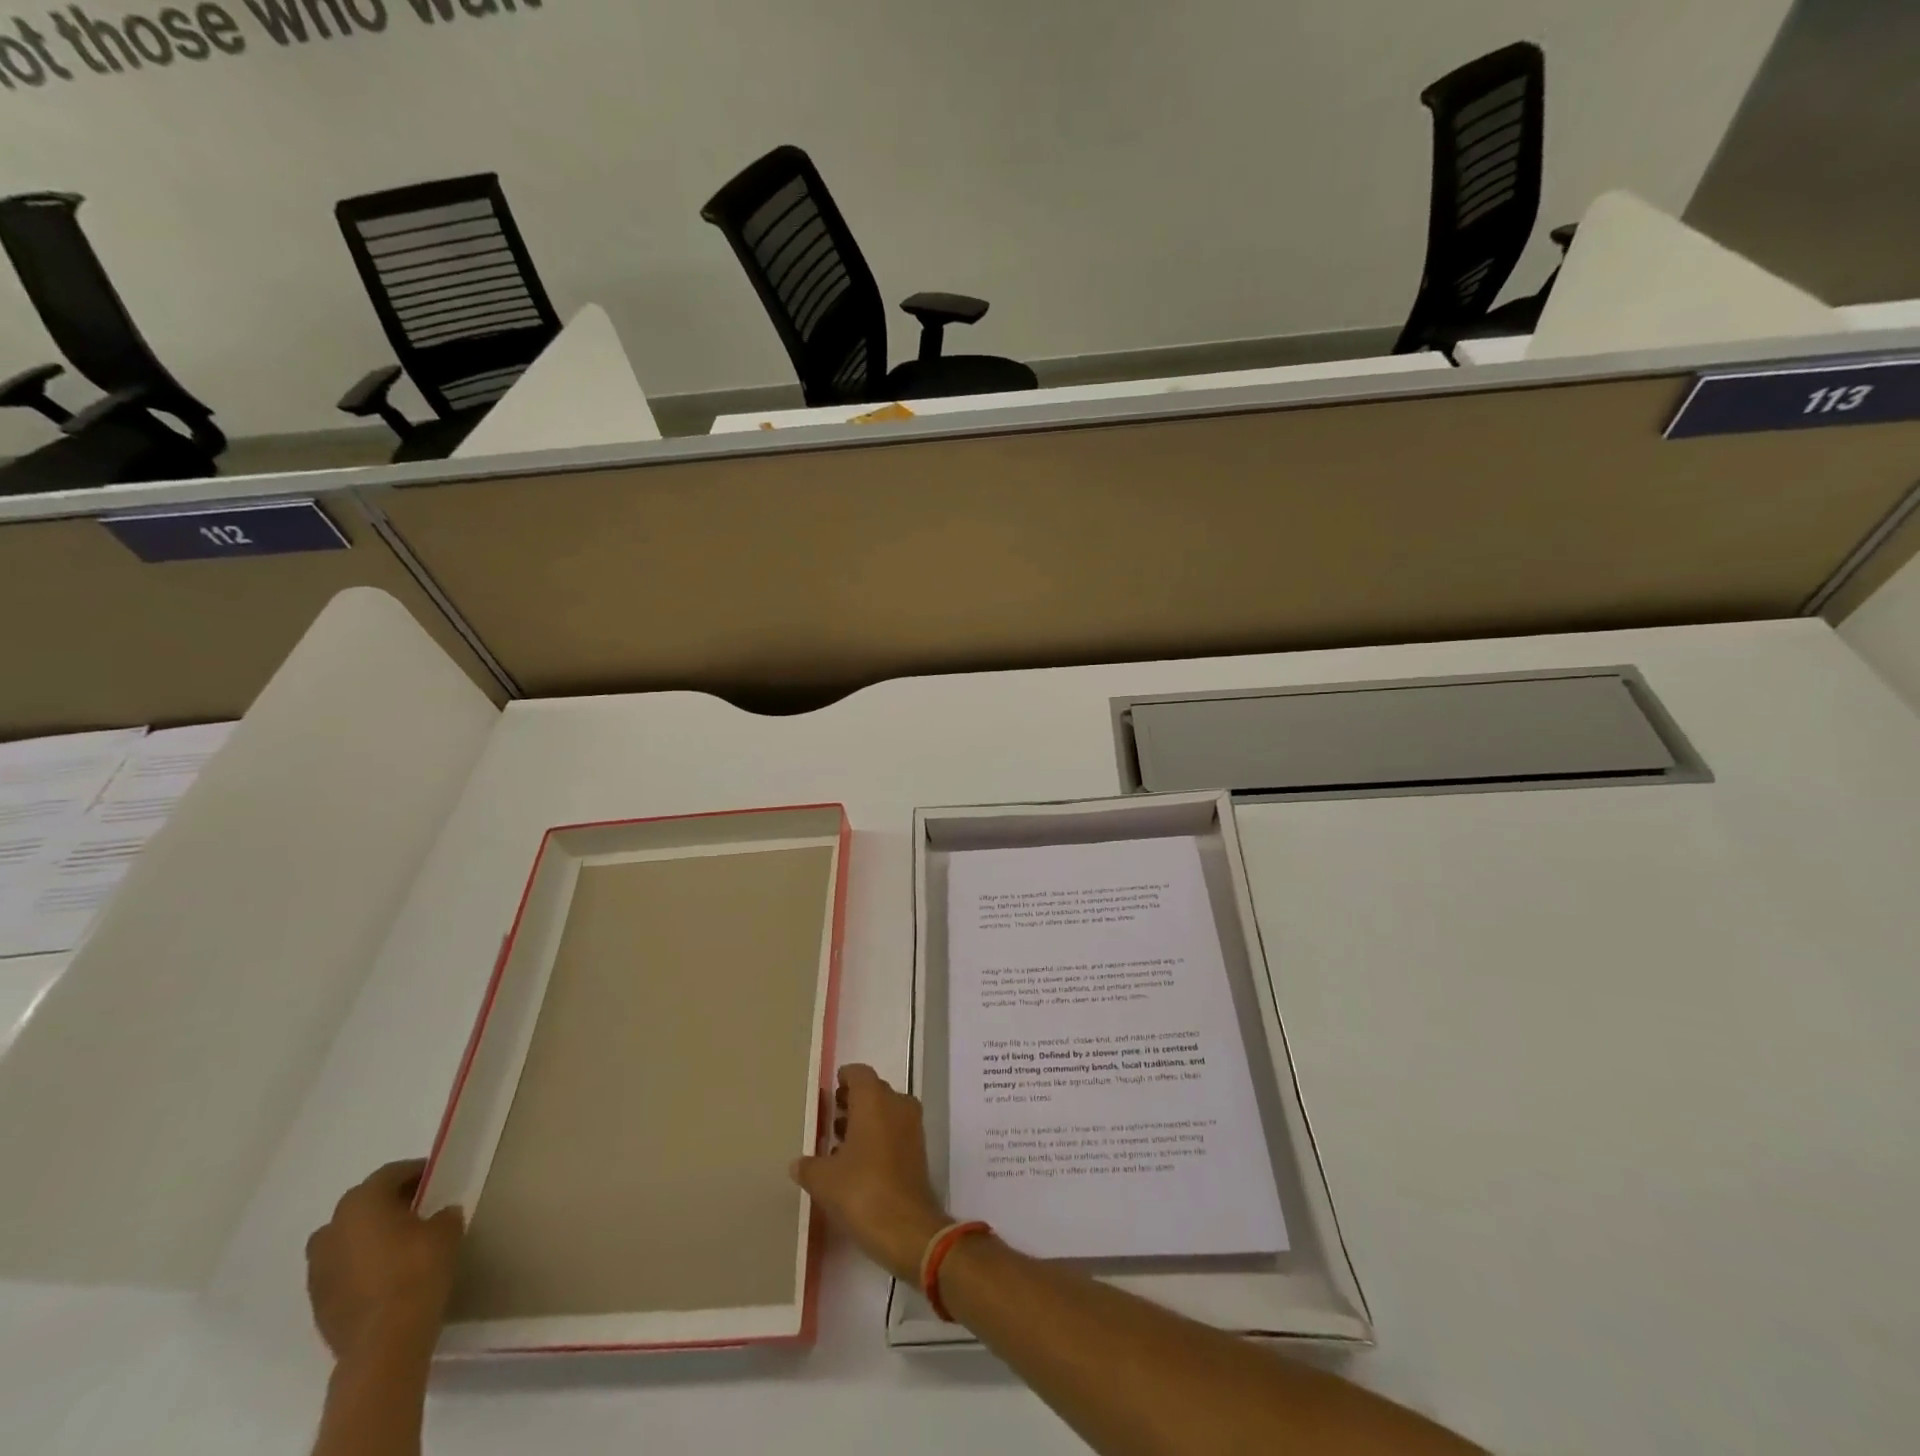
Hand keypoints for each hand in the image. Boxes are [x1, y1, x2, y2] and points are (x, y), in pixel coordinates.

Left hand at [305, 1159, 464, 1361]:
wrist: (384, 1341)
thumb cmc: (417, 1270)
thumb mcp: (447, 1229)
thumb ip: (442, 1214)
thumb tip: (438, 1215)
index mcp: (362, 1203)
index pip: (390, 1173)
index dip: (416, 1172)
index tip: (437, 1180)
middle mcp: (332, 1229)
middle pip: (363, 1203)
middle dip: (389, 1202)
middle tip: (420, 1207)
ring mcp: (317, 1268)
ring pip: (347, 1237)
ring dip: (369, 1234)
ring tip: (400, 1243)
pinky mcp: (316, 1300)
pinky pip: (341, 1267)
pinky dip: (360, 1263)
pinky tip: (386, 1273)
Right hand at [791, 1064, 951, 1281]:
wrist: (907, 1229)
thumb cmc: (861, 1191)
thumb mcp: (823, 1180)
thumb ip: (808, 1166)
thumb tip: (798, 1163)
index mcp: (874, 1099)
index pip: (859, 1073)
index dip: (844, 1078)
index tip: (830, 1091)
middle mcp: (897, 1104)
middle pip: (873, 1091)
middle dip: (852, 1101)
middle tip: (830, 1117)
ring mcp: (911, 1127)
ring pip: (885, 1111)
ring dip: (865, 1120)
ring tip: (839, 1142)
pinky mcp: (918, 1151)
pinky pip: (895, 1131)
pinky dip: (878, 1136)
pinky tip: (857, 1162)